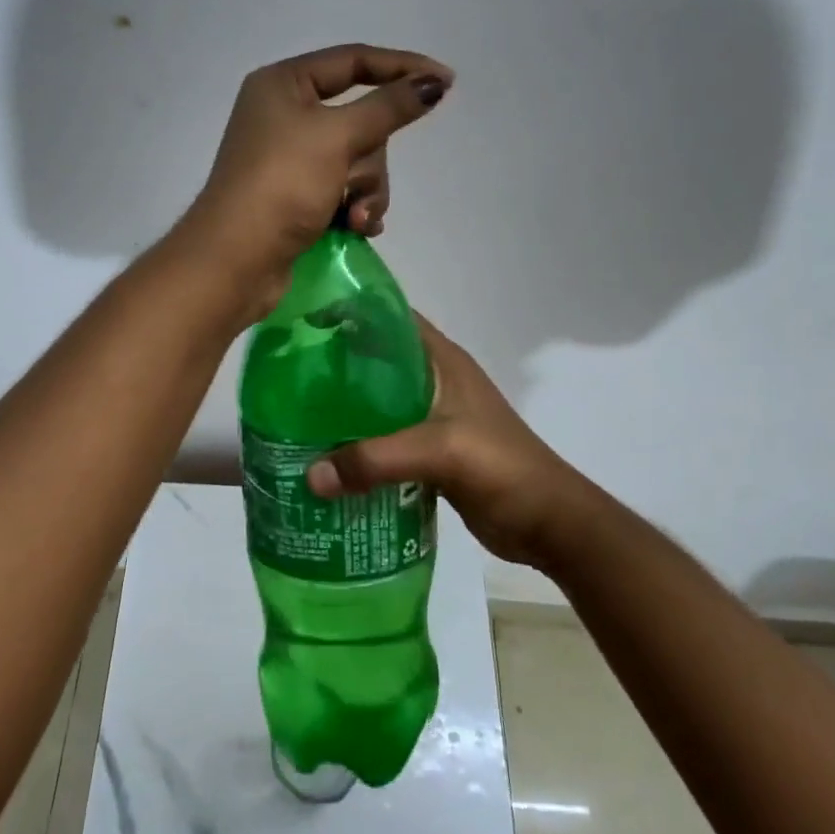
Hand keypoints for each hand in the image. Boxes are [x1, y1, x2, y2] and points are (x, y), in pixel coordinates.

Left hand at [177, 44, 452, 318]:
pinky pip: (344, 189)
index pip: (353, 62)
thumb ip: (389, 107)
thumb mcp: (338, 138)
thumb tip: (433, 83)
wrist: (236, 261)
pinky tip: (356, 228)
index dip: (401, 68)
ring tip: (355, 219)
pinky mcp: (297, 195)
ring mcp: (290, 158)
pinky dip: (354, 207)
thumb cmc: (282, 185)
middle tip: (357, 183)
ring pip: (357, 160)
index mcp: (283, 85)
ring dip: (366, 191)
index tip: (446, 83)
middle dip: (371, 158)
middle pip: (360, 119)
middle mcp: (284, 115)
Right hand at [305, 314, 611, 567]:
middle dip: (334, 364)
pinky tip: (326, 457)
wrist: (548, 522)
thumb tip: (310, 475)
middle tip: (286, 376)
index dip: (349, 311)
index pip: (389, 317)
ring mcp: (433, 417)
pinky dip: (358, 443)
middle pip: (375, 360)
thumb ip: (376, 459)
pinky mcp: (431, 451)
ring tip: (295, 416)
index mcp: (442, 361)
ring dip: (343, 409)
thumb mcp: (440, 452)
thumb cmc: (502, 468)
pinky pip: (384, 438)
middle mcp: (435, 381)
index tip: (303, 319)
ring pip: (377, 402)